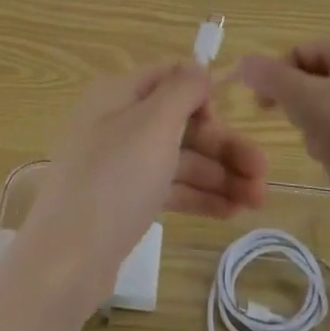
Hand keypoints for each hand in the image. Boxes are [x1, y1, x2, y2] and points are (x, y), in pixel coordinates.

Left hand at [15, 63, 268, 315]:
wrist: (66, 261)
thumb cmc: (114, 180)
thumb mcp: (152, 125)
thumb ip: (182, 90)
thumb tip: (200, 69)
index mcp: (119, 94)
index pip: (170, 78)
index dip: (204, 94)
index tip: (232, 118)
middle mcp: (119, 123)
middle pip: (182, 123)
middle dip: (225, 145)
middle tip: (264, 173)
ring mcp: (122, 164)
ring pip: (181, 159)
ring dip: (221, 175)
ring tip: (258, 202)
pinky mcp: (125, 201)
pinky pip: (170, 188)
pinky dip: (201, 197)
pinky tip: (233, 213)